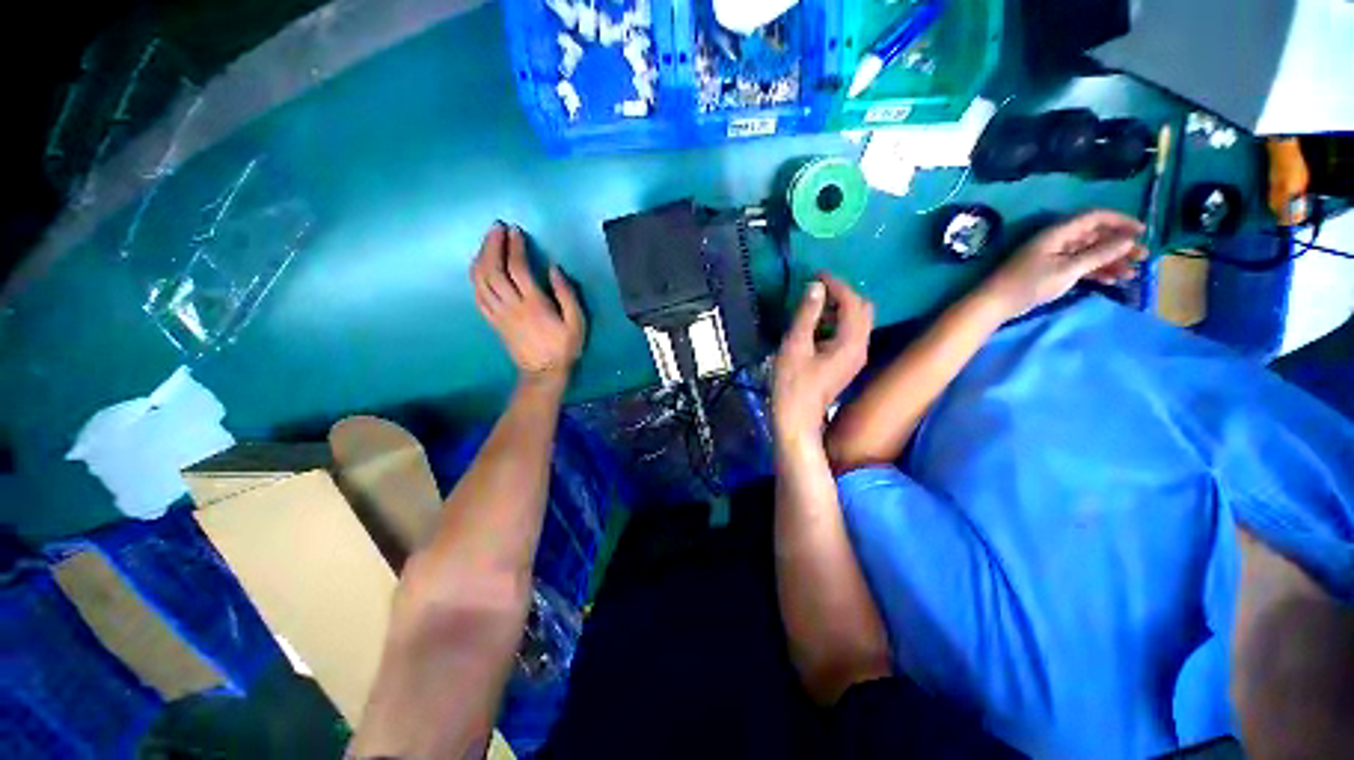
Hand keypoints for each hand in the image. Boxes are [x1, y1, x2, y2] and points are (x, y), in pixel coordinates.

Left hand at [470, 223, 584, 382]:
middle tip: (496, 228)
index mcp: (534, 304)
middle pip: (493, 270)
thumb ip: (567, 294)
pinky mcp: (493, 321)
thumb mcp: (577, 322)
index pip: (517, 268)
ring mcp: (498, 314)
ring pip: (481, 281)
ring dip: (481, 257)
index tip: (515, 231)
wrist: (544, 373)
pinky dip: (475, 277)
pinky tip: (479, 267)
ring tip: (487, 242)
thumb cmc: (564, 347)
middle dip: (492, 245)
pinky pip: (478, 296)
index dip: (514, 247)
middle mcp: (511, 306)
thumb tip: (554, 268)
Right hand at [773, 275, 874, 439]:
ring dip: (839, 308)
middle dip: (842, 295)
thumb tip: (815, 286)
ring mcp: (855, 357)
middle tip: (817, 289)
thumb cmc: (792, 384)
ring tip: (814, 304)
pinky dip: (836, 322)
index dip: (837, 285)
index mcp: (851, 342)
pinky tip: (816, 324)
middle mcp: (860, 347)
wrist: (796, 419)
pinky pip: (848, 334)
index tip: (817, 274)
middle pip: (862, 310)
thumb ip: (807, 314)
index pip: (853, 303)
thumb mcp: (795, 345)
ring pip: (856, 322)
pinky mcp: (846, 364)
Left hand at [984, 210, 1147, 316]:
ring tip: (1132, 274)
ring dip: (1110, 261)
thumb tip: (1128, 239)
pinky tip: (1112, 281)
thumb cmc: (1030, 283)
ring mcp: (1052, 256)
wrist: (995, 303)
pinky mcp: (1049, 271)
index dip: (1120, 221)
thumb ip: (1098, 254)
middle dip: (1119, 245)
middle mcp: (1057, 240)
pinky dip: (1095, 271)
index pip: (1094, 217)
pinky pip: (1078, 266)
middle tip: (1143, 258)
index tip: (1142, 232)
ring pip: (1088, 253)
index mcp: (1058, 233)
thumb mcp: (1068, 268)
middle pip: (1094, 236)